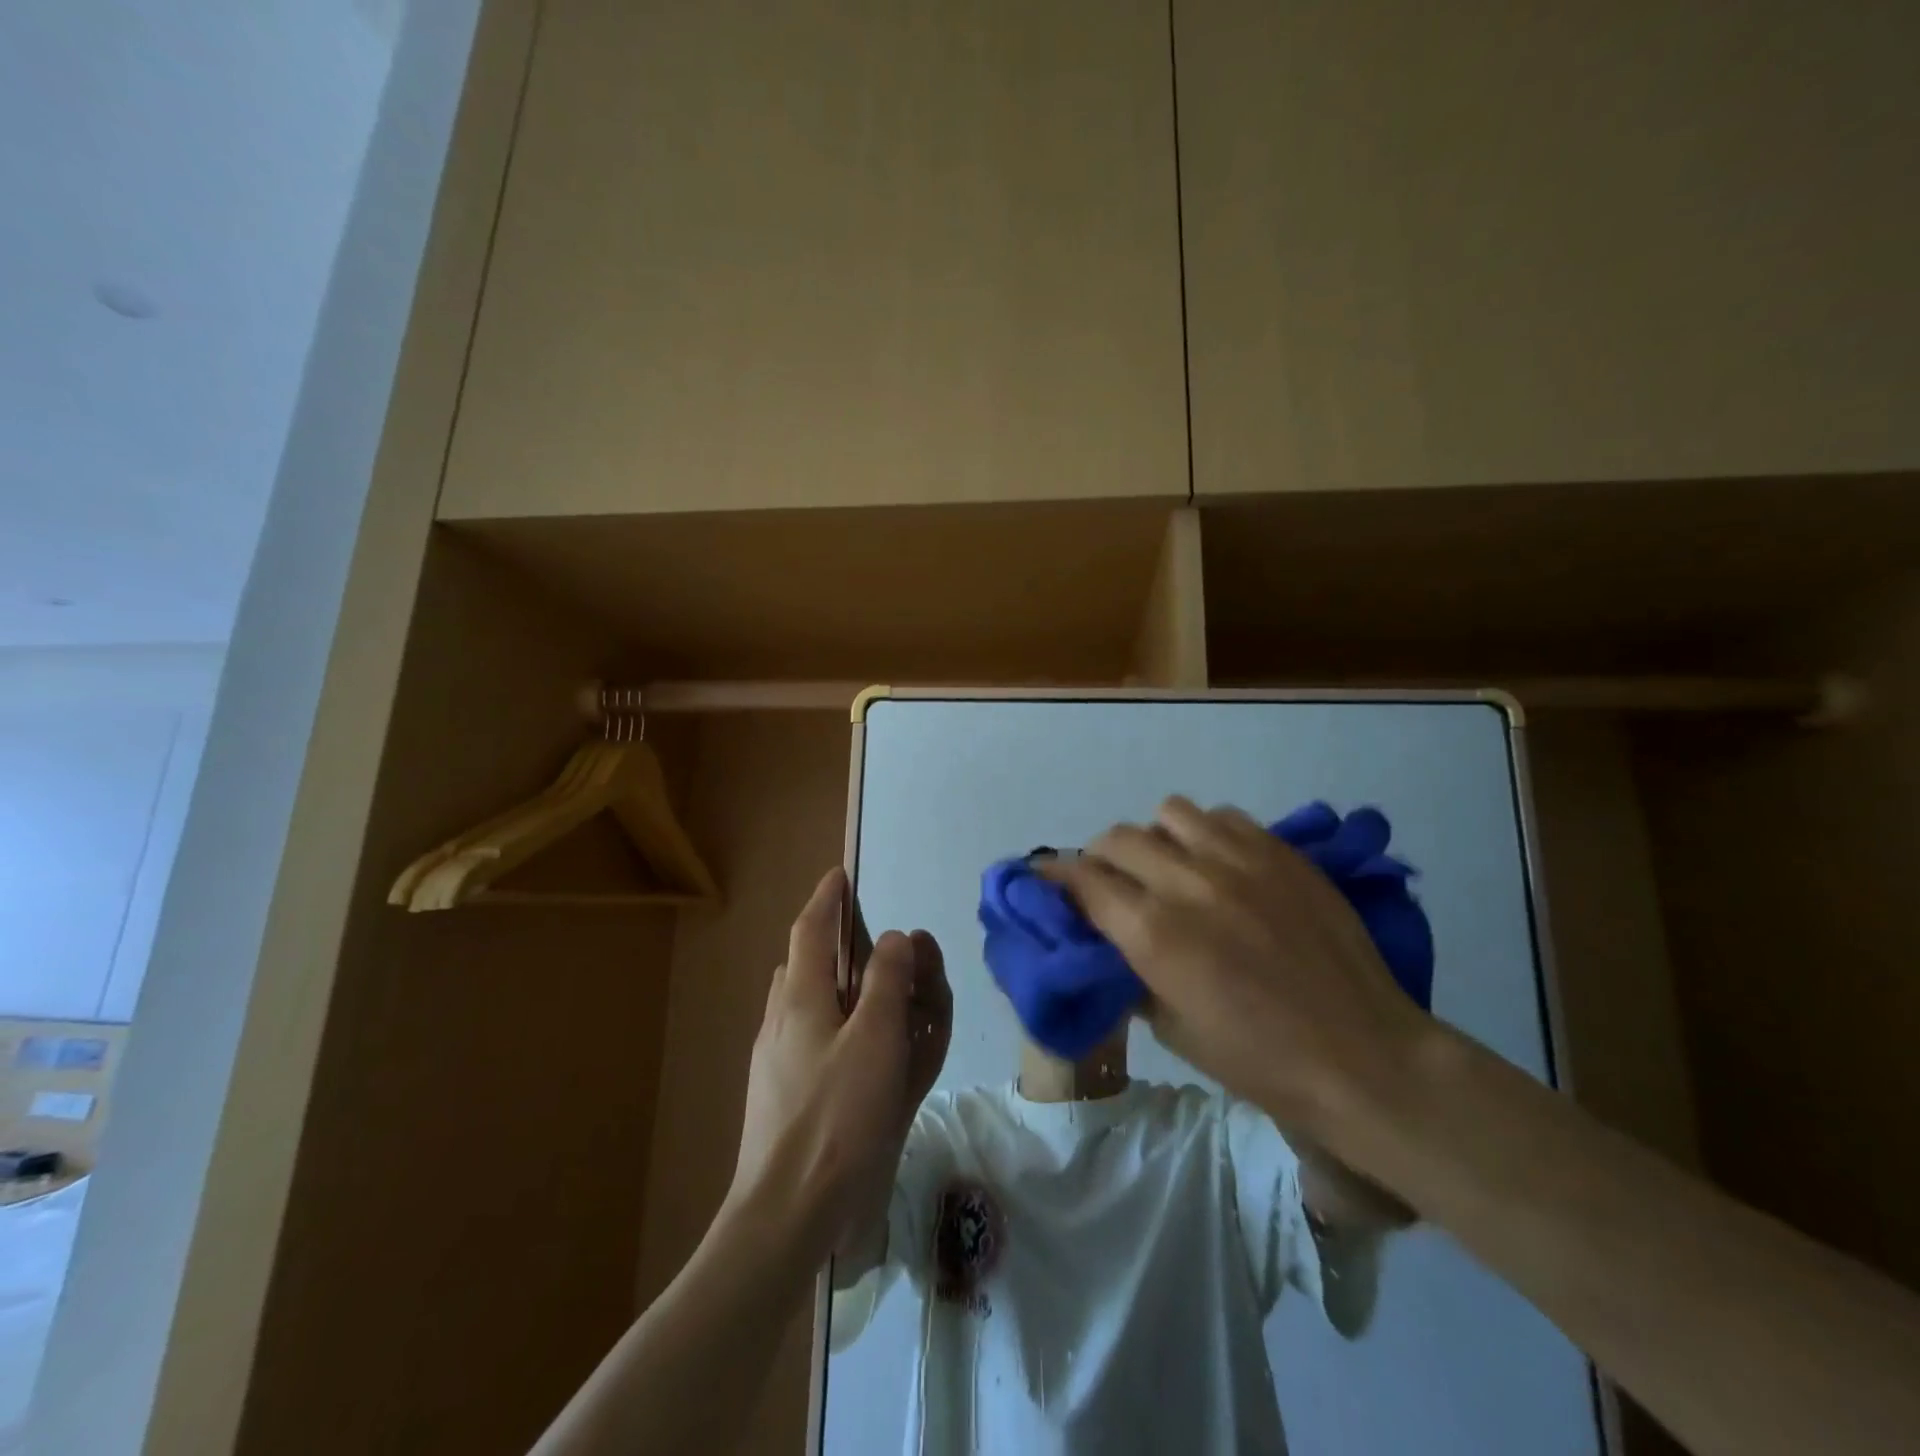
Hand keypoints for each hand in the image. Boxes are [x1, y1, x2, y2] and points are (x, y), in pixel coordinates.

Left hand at [729, 868, 950, 1255]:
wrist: (785, 1214)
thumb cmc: (837, 1118)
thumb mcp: (876, 1040)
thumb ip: (887, 982)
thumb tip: (892, 938)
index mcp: (800, 998)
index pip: (811, 930)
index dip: (827, 899)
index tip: (840, 876)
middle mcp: (781, 1020)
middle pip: (803, 964)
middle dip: (831, 941)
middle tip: (866, 939)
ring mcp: (775, 1060)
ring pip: (806, 1003)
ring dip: (833, 984)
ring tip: (871, 992)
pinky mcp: (780, 1095)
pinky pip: (809, 1040)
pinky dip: (834, 1026)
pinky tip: (857, 1053)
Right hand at [1040, 797, 1430, 1136]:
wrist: (1362, 1057)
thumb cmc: (1259, 1061)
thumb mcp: (1173, 1029)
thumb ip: (1132, 972)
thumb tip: (1112, 940)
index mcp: (1153, 933)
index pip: (1082, 879)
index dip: (1056, 876)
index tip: (1048, 880)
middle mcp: (1188, 882)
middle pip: (1117, 838)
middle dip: (1100, 858)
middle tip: (1111, 883)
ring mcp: (1238, 859)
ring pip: (1169, 812)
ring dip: (1157, 839)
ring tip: (1171, 867)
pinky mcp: (1280, 852)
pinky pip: (1223, 817)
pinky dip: (1207, 834)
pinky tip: (1221, 866)